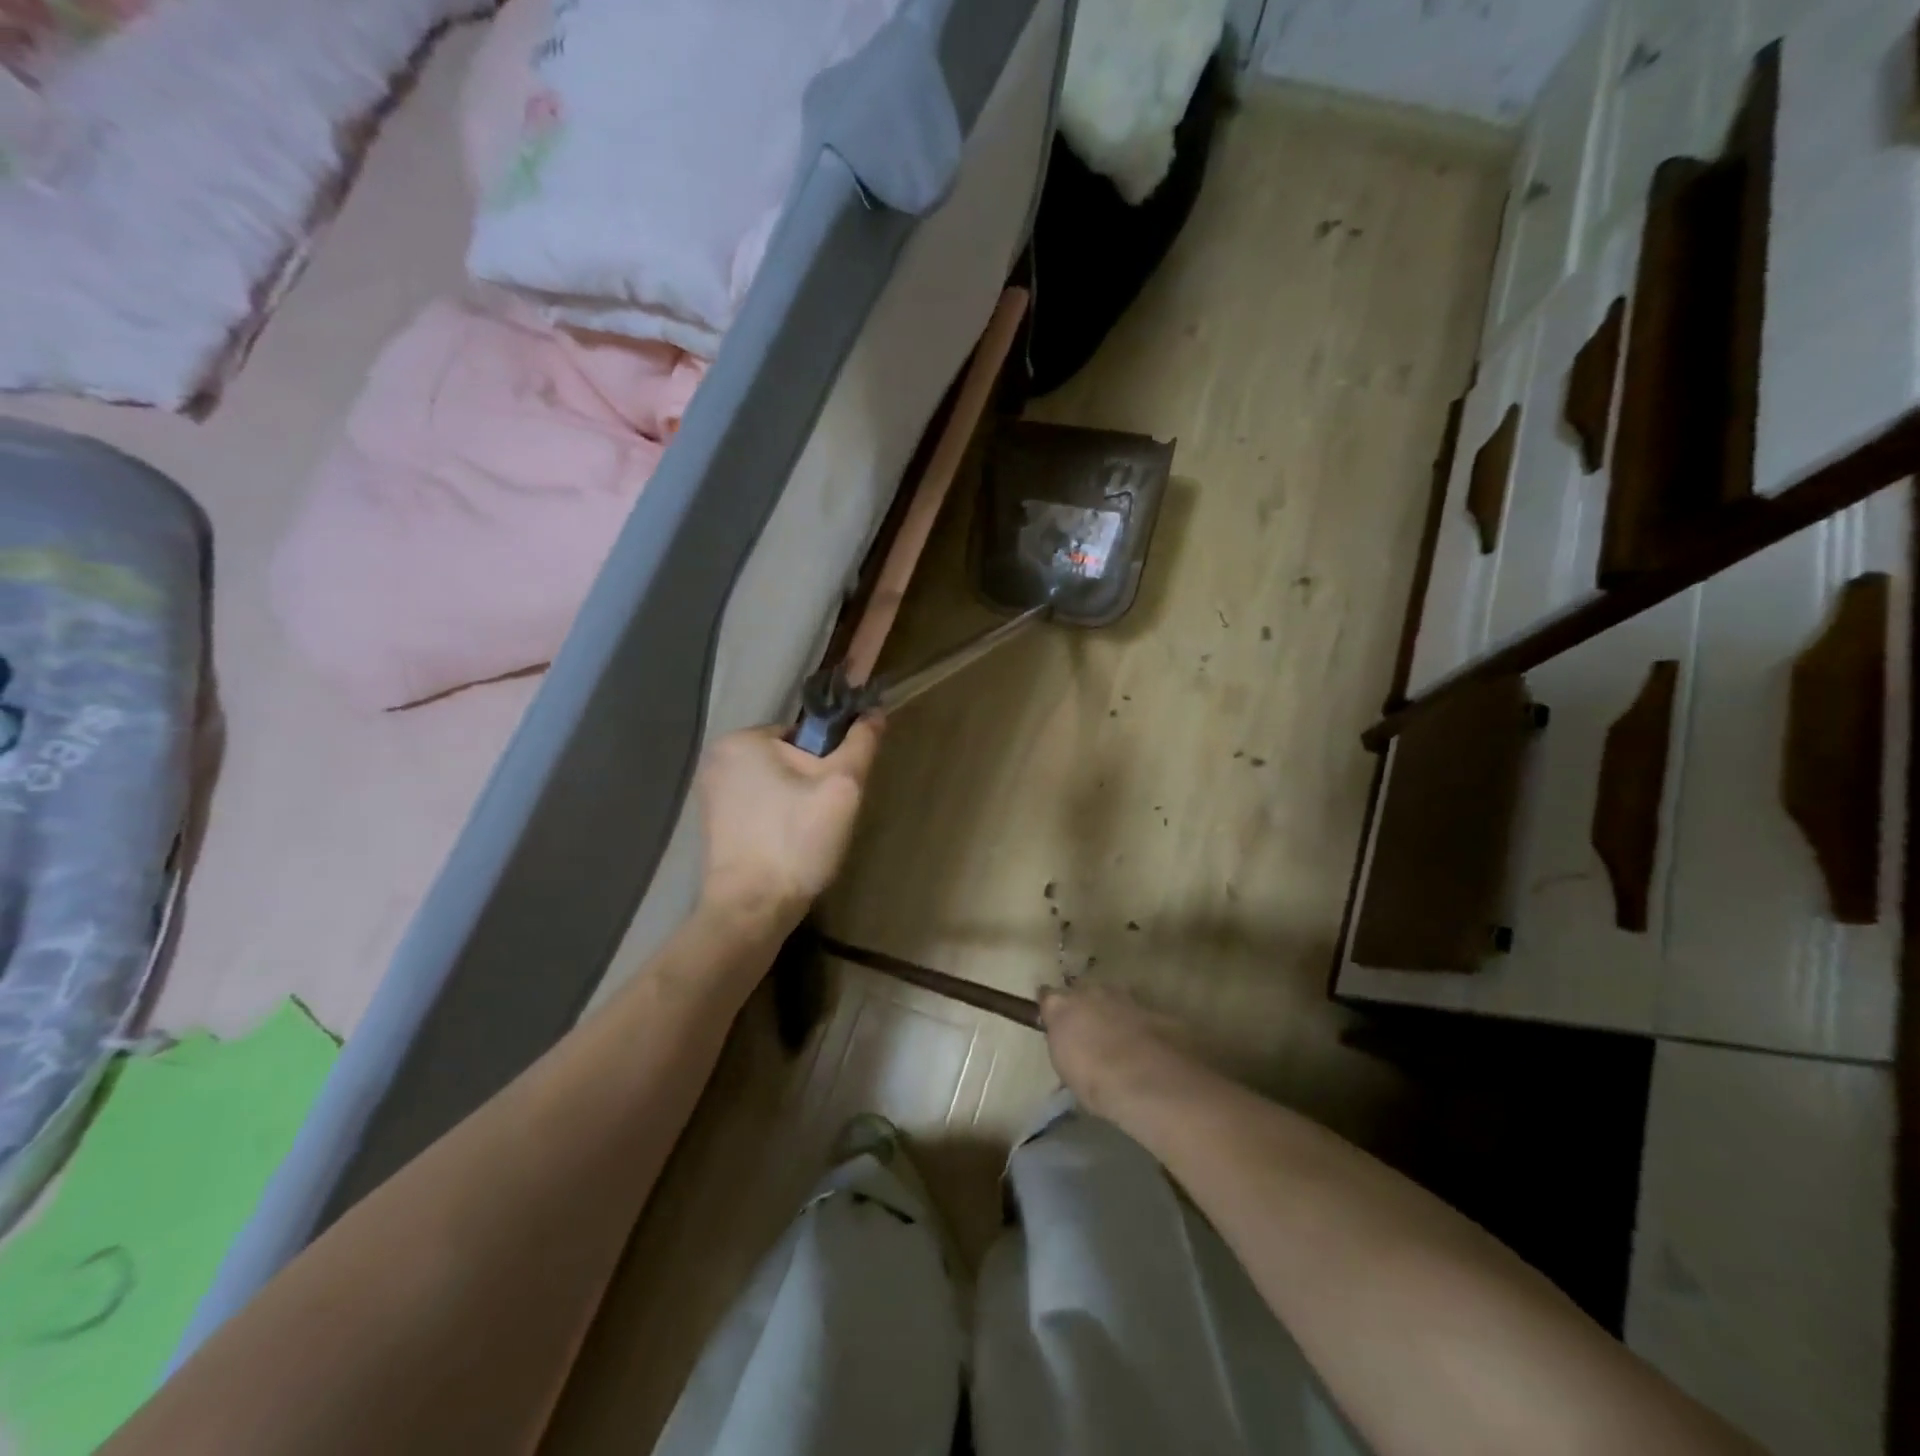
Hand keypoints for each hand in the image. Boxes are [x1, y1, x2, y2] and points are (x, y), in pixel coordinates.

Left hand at [696, 718, 883, 933]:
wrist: (753, 909)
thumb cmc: (796, 841)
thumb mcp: (842, 787)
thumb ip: (860, 744)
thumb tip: (875, 712)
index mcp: (742, 739)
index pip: (803, 733)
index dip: (829, 760)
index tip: (836, 792)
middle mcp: (717, 759)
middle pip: (788, 757)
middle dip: (811, 782)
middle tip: (824, 817)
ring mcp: (710, 793)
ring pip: (775, 783)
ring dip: (796, 801)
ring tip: (807, 835)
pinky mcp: (712, 823)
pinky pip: (759, 806)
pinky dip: (776, 818)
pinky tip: (787, 845)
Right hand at [1038, 983, 1217, 1127]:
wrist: (1147, 1081)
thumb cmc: (1094, 1081)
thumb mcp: (1066, 1068)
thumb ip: (1064, 1044)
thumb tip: (1068, 1043)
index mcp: (1061, 1005)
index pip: (1047, 995)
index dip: (1051, 1007)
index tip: (1052, 1018)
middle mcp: (1090, 992)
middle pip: (1082, 991)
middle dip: (1084, 1005)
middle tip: (1088, 1029)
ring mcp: (1123, 996)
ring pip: (1112, 997)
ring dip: (1112, 1011)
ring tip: (1117, 1036)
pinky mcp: (1153, 1008)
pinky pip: (1139, 1013)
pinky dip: (1138, 1024)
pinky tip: (1144, 1044)